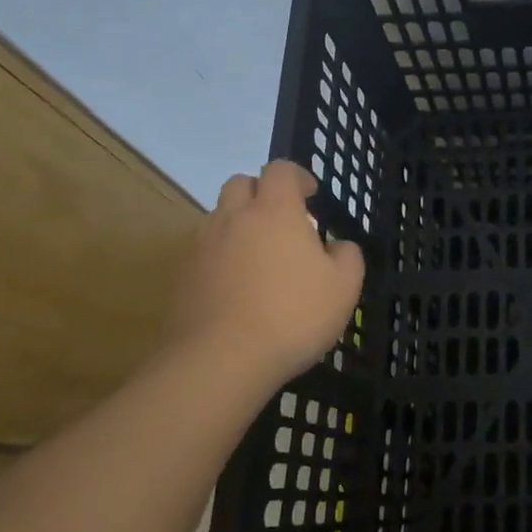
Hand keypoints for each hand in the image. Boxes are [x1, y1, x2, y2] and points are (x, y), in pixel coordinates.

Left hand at [163, 161, 364, 399]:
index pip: (280, 169)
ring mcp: (203, 247)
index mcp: (275, 210)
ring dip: (240, 225)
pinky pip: (206, 252)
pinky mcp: (184, 278)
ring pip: (219, 217)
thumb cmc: (292, 315)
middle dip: (261, 193)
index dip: (296, 176)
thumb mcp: (344, 287)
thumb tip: (336, 246)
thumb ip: (347, 256)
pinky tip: (238, 288)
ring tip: (260, 257)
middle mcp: (234, 218)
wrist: (220, 361)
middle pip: (241, 184)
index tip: (310, 196)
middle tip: (282, 221)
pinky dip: (223, 257)